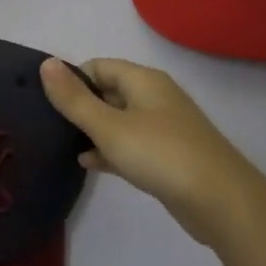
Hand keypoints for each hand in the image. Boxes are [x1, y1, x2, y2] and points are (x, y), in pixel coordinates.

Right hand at [39, 56, 264, 246]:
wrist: (221, 201)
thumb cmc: (160, 154)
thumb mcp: (109, 126)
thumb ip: (74, 98)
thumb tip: (46, 64)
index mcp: (143, 81)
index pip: (98, 66)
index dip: (71, 79)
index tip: (44, 100)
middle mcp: (154, 98)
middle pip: (108, 92)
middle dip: (79, 105)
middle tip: (46, 124)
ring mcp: (163, 128)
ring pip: (117, 120)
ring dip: (92, 130)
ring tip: (59, 143)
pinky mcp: (166, 156)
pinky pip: (129, 145)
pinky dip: (109, 150)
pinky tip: (87, 164)